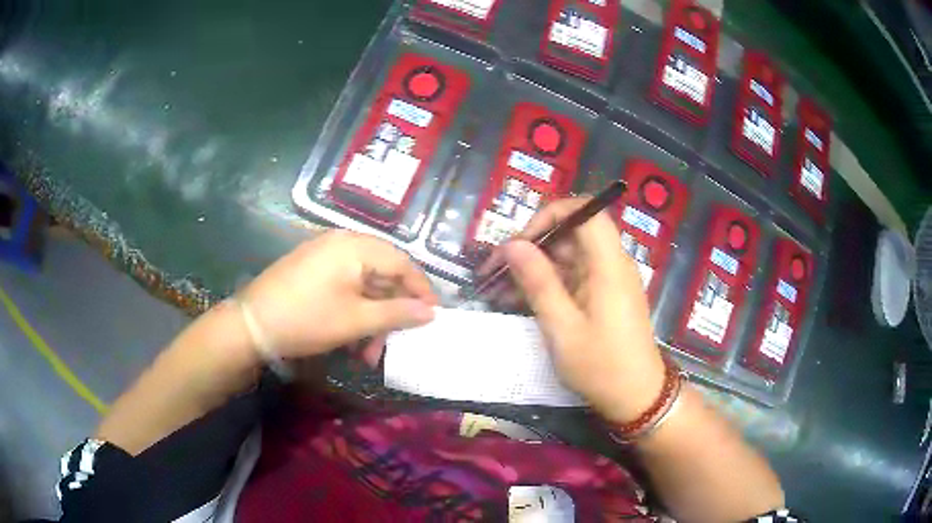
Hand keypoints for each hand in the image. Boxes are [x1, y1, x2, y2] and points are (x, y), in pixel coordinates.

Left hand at [241, 230, 437, 360]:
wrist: (251, 324)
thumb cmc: (307, 319)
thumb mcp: (356, 321)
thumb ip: (397, 313)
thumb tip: (431, 312)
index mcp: (356, 246)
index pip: (402, 263)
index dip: (421, 291)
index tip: (433, 317)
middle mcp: (342, 241)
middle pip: (383, 273)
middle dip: (391, 312)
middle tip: (394, 342)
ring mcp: (324, 253)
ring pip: (363, 283)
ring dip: (372, 317)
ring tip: (367, 352)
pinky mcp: (312, 266)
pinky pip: (345, 284)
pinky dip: (354, 309)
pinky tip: (351, 337)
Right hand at [480, 198, 665, 423]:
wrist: (635, 397)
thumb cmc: (601, 366)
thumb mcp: (563, 328)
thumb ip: (538, 283)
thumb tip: (512, 245)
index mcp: (609, 265)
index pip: (585, 212)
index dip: (551, 215)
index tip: (521, 241)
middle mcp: (612, 264)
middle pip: (572, 233)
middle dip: (533, 245)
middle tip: (497, 269)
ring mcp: (608, 280)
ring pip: (568, 256)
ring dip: (534, 267)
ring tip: (498, 288)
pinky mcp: (603, 295)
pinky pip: (573, 277)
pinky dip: (547, 283)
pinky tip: (519, 299)